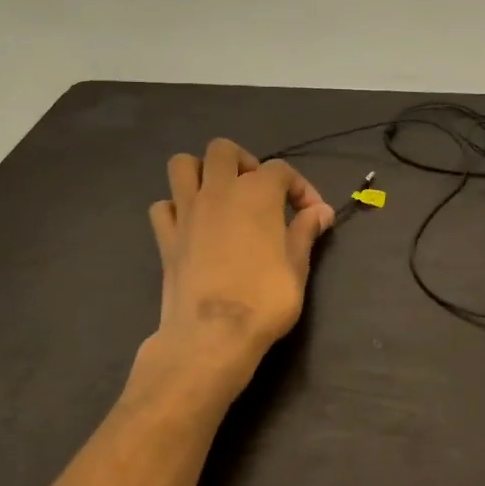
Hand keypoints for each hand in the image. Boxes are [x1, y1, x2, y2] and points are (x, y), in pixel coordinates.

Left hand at [141, 138, 336, 395]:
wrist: (212, 335)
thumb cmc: (264, 299)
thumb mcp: (297, 266)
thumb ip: (306, 231)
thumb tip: (321, 211)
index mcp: (257, 193)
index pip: (281, 170)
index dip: (301, 188)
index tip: (312, 215)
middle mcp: (218, 191)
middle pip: (223, 150)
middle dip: (244, 162)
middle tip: (259, 193)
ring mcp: (186, 211)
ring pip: (182, 165)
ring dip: (202, 173)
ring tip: (221, 197)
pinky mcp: (165, 237)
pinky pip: (163, 206)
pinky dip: (176, 209)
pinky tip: (193, 227)